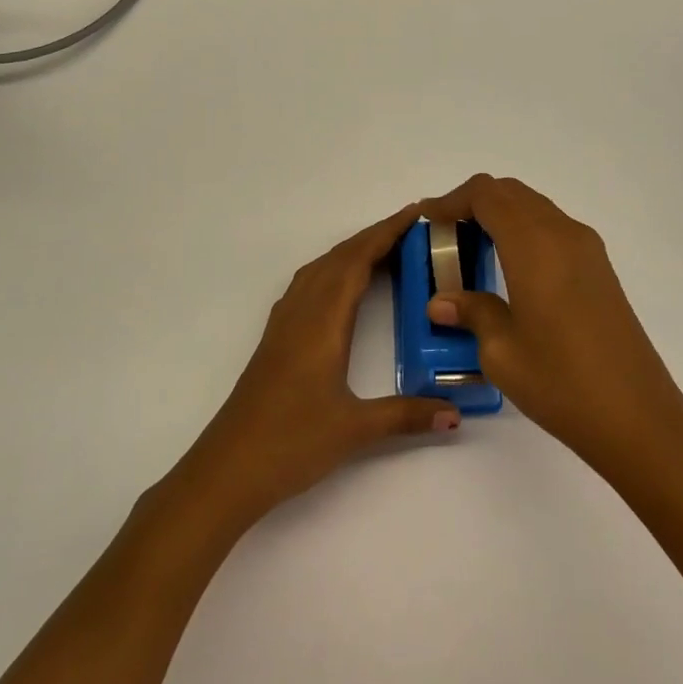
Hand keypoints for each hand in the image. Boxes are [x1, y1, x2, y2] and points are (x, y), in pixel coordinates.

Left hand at [174, 205, 459, 529]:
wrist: (227, 469)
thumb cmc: (290, 442)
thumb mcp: (355, 429)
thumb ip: (407, 416)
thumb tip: (455, 412)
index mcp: (322, 322)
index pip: (357, 261)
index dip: (386, 233)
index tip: (416, 214)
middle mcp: (301, 312)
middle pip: (338, 258)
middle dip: (374, 237)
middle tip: (413, 229)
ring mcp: (284, 324)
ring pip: (319, 270)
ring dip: (351, 252)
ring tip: (385, 251)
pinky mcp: (275, 339)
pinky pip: (307, 286)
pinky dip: (332, 271)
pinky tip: (341, 288)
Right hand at [416, 175, 682, 470]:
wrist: (637, 416)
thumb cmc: (561, 382)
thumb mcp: (501, 351)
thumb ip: (471, 312)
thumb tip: (441, 300)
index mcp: (534, 245)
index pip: (486, 195)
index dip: (452, 200)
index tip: (428, 220)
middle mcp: (563, 234)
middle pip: (512, 193)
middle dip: (474, 203)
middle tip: (445, 234)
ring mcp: (587, 249)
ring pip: (535, 207)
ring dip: (501, 215)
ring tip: (472, 249)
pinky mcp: (600, 269)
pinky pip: (553, 228)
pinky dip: (524, 231)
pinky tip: (509, 268)